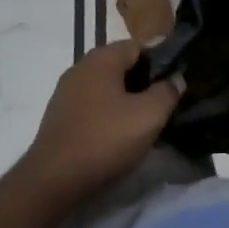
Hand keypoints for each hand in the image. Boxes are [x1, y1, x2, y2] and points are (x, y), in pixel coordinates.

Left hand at [17, 40, 182, 209]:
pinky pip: (91, 105)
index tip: (175, 84)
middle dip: (143, 83)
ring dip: (125, 100)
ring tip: (142, 123)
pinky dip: (106, 114)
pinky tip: (115, 135)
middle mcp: (81, 66)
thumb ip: (167, 92)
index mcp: (102, 58)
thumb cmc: (104, 140)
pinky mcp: (58, 115)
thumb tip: (176, 78)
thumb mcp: (148, 116)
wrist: (52, 180)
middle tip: (162, 106)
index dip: (161, 63)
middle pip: (121, 66)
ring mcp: (66, 91)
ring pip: (106, 87)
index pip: (139, 47)